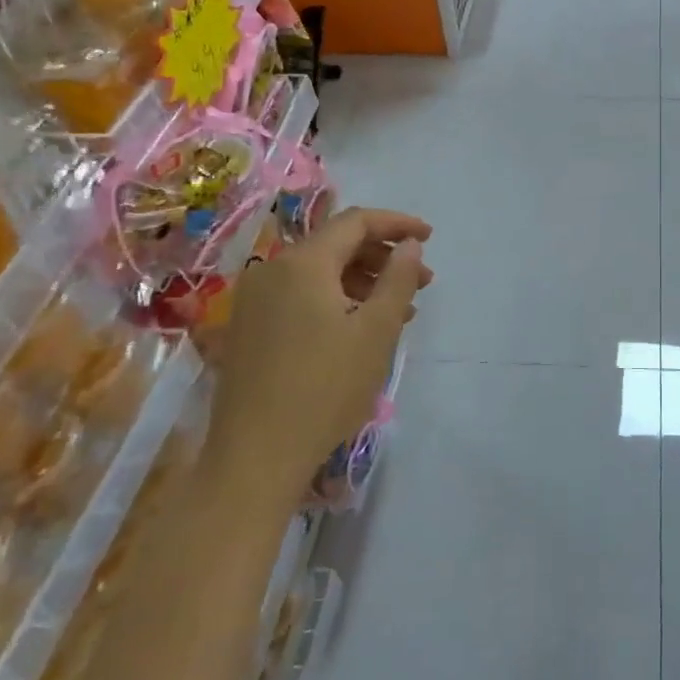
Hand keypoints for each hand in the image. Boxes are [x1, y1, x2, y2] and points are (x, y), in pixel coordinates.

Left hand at [213, 207, 431, 466]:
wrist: (255, 457)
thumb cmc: (325, 388)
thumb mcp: (376, 331)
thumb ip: (398, 278)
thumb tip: (409, 245)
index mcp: (302, 263)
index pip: (355, 222)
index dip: (397, 224)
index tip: (429, 237)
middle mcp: (272, 270)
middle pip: (336, 244)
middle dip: (383, 256)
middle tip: (422, 281)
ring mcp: (255, 300)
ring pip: (319, 272)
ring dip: (363, 280)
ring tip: (399, 309)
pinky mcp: (250, 328)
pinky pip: (301, 296)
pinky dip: (337, 300)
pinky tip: (361, 328)